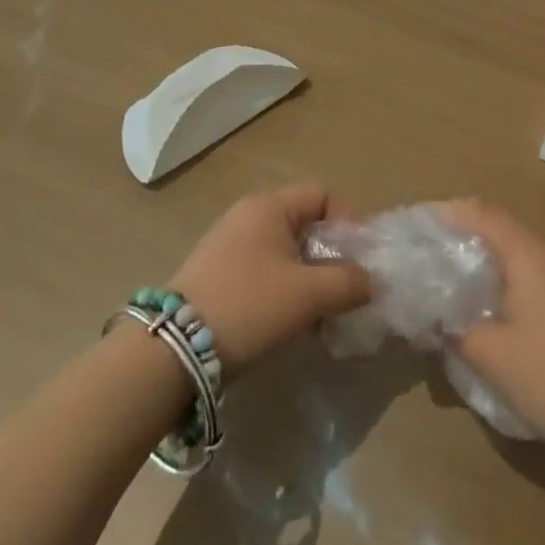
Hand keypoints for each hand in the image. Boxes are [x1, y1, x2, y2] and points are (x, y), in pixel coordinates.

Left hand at [169, 183, 369, 372]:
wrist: (172, 350)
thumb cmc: (249, 305)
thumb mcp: (308, 294)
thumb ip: (349, 282)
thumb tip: (371, 281)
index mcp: (269, 206)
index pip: (322, 194)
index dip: (348, 222)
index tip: (359, 260)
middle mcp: (248, 216)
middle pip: (305, 225)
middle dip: (331, 258)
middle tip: (344, 292)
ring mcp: (228, 245)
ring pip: (286, 253)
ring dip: (310, 280)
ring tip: (320, 316)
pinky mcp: (216, 275)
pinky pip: (264, 272)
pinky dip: (284, 291)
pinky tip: (290, 324)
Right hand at [442, 200, 544, 477]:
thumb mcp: (492, 357)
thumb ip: (455, 329)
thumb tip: (432, 317)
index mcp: (532, 255)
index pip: (485, 214)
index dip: (451, 213)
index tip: (421, 224)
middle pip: (505, 230)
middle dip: (467, 238)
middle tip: (433, 256)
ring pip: (523, 254)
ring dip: (491, 262)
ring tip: (459, 283)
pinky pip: (539, 275)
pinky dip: (512, 280)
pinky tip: (496, 307)